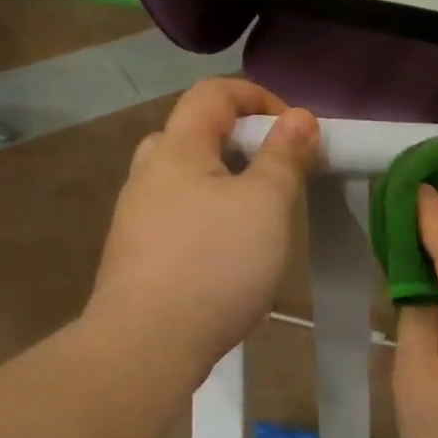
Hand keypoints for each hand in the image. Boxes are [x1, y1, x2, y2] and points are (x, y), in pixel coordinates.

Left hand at [84, 79, 317, 378]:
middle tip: (276, 172)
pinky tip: (231, 253)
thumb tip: (300, 117)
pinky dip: (210, 215)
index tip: (297, 132)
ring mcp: (137, 216)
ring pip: (185, 178)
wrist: (147, 344)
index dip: (259, 98)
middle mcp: (149, 174)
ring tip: (260, 215)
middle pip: (195, 133)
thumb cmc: (216, 263)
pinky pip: (179, 215)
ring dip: (226, 181)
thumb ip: (285, 156)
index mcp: (178, 149)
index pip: (214, 93)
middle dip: (241, 141)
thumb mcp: (267, 203)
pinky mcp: (138, 254)